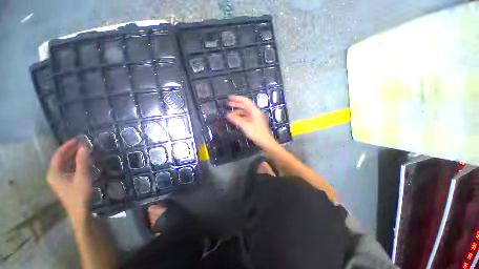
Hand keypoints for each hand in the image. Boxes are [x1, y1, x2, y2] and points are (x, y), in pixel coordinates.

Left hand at [47, 138, 92, 223]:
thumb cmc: (79, 194)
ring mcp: (59, 180)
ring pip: (64, 164)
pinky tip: (82, 162)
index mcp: (54, 173)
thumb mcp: (82, 177)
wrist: (80, 211)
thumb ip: (82, 161)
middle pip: (60, 159)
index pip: (58, 155)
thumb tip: (83, 147)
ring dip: (73, 157)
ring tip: (84, 151)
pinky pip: (68, 169)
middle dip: (70, 150)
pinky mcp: (65, 183)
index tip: (78, 140)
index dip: (67, 146)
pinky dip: (74, 163)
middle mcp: (54, 175)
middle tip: (83, 144)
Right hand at [227, 95, 275, 147]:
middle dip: (236, 104)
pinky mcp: (254, 121)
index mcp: (254, 111)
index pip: (245, 101)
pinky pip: (246, 116)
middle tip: (228, 104)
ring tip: (230, 114)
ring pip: (245, 111)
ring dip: (238, 112)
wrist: (265, 141)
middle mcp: (255, 112)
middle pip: (245, 105)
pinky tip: (236, 119)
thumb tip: (228, 115)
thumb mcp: (245, 126)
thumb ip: (236, 119)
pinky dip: (240, 117)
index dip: (237, 98)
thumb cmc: (257, 133)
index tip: (230, 98)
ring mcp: (255, 117)